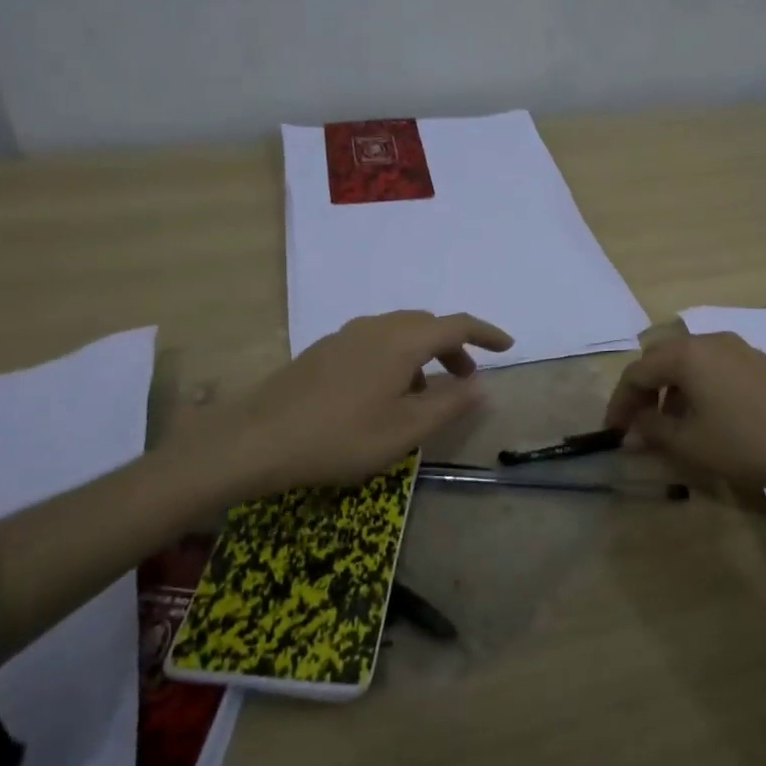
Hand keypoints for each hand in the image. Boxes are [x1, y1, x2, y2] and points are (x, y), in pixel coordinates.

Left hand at [201, 311, 512, 495]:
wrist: (257, 440)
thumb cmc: (341, 437)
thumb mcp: (405, 430)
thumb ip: (450, 405)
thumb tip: (483, 386)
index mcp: (401, 341)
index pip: (455, 325)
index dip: (486, 333)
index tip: (507, 346)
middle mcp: (375, 327)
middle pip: (426, 325)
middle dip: (453, 348)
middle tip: (465, 380)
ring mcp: (345, 336)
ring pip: (398, 333)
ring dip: (423, 354)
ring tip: (425, 393)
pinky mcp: (323, 350)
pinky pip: (374, 342)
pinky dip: (395, 358)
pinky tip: (384, 393)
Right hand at [603, 330, 765, 494]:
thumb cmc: (746, 443)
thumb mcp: (690, 443)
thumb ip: (652, 431)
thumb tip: (632, 429)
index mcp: (687, 354)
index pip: (637, 372)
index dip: (619, 403)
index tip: (613, 432)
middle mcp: (710, 340)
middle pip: (661, 360)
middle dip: (644, 393)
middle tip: (637, 426)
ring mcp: (738, 349)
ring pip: (689, 364)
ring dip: (671, 392)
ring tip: (670, 427)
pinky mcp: (759, 363)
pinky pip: (713, 369)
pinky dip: (697, 389)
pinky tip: (705, 419)